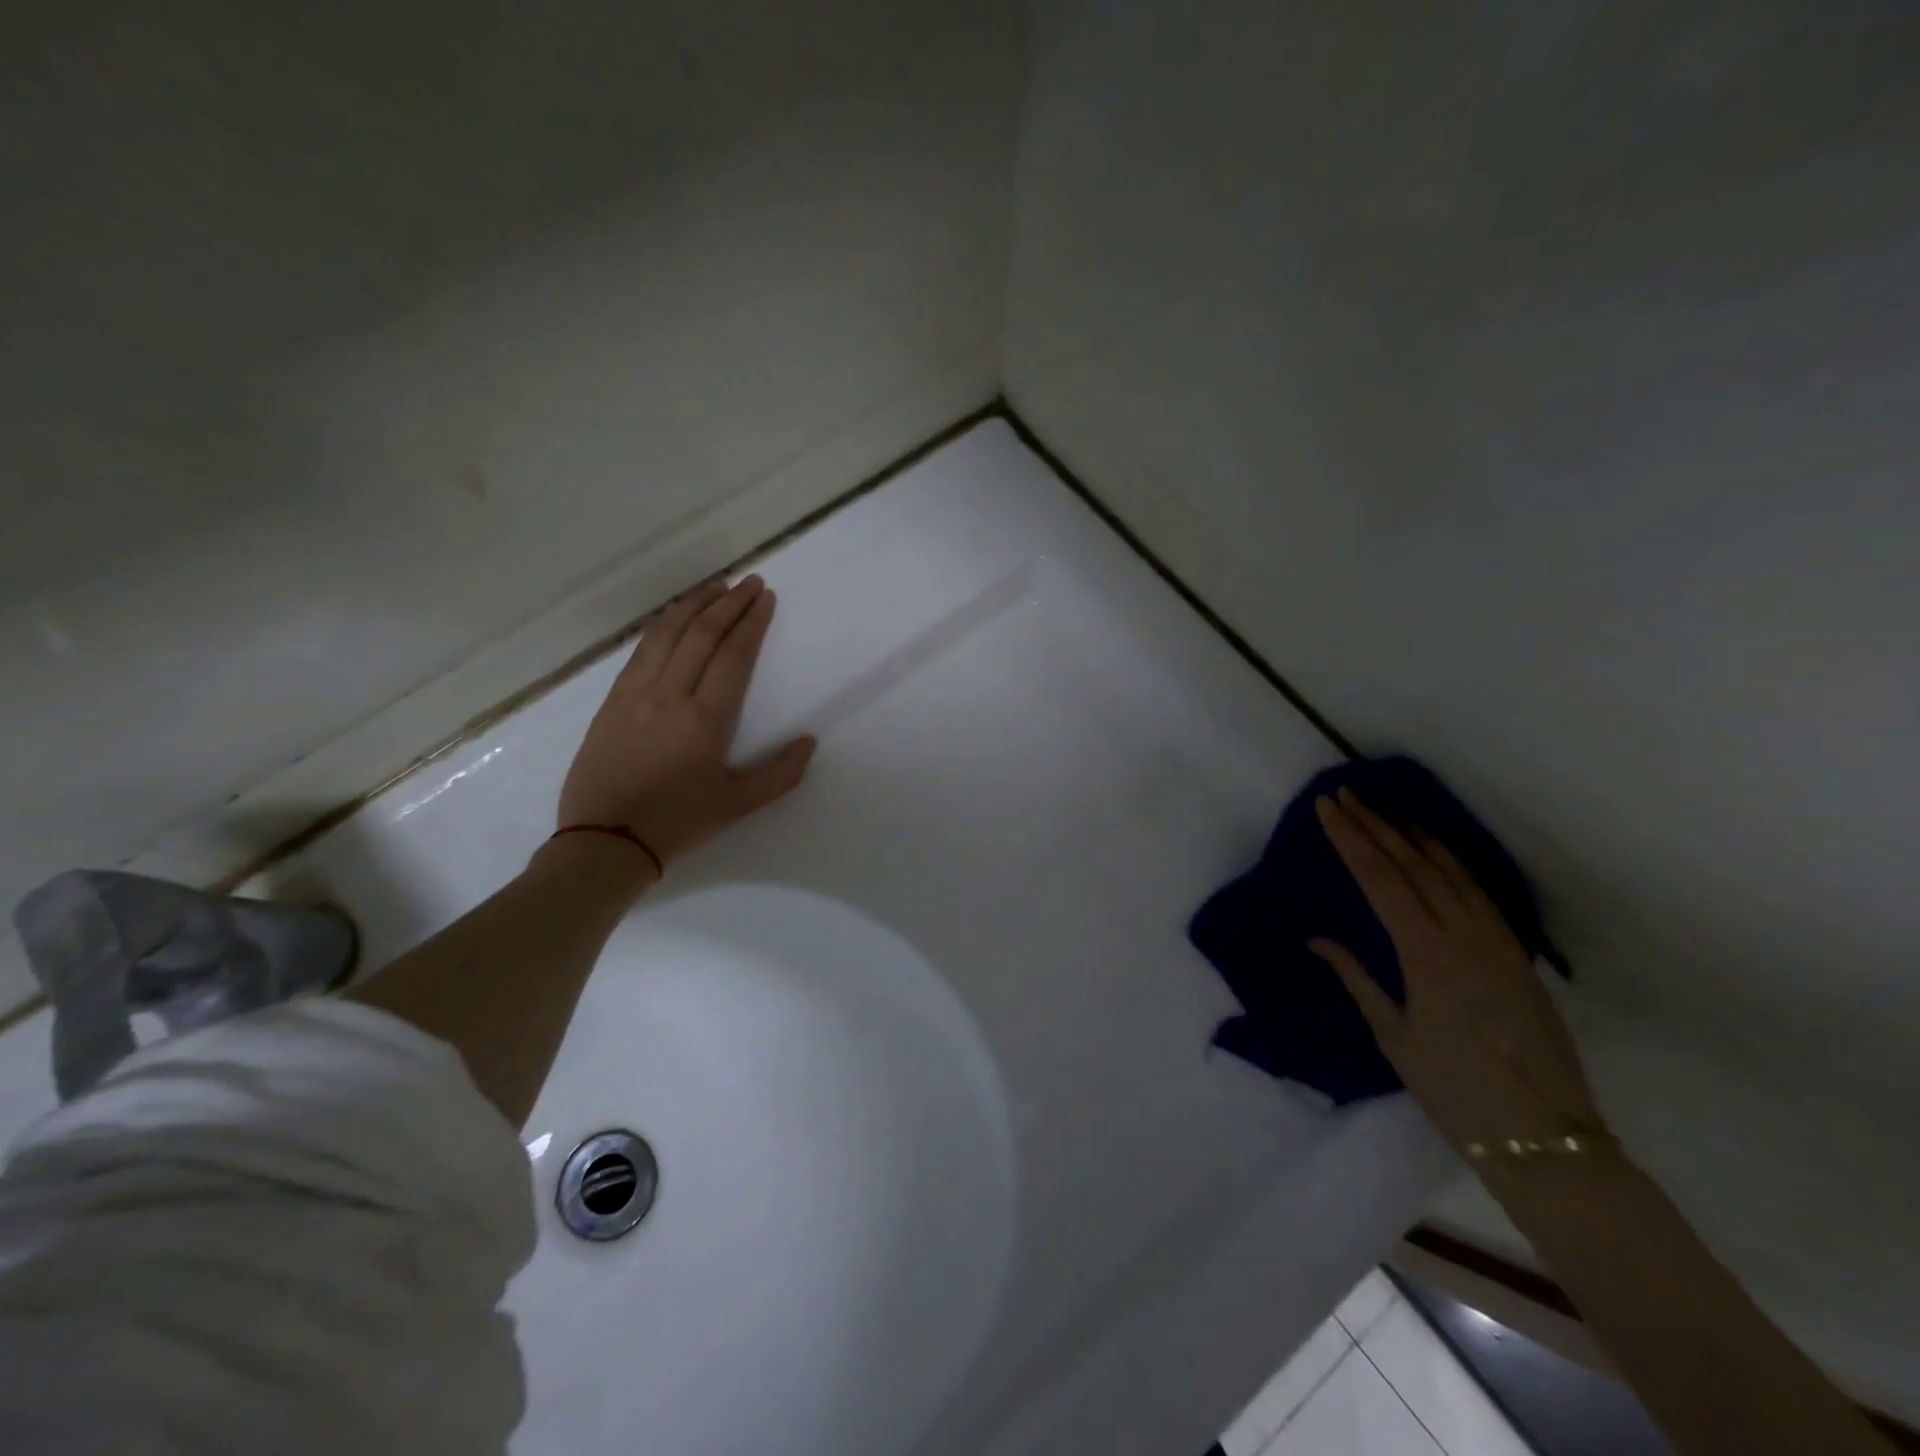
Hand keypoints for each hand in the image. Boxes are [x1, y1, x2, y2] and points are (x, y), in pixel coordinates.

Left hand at [556, 575, 815, 869]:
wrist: (604, 841)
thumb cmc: (678, 823)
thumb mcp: (738, 805)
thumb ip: (780, 774)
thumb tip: (808, 741)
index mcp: (704, 719)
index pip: (732, 655)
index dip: (751, 622)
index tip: (765, 597)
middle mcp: (669, 695)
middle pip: (701, 634)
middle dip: (728, 603)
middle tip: (749, 582)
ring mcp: (634, 694)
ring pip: (666, 634)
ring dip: (693, 604)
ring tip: (714, 587)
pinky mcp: (611, 700)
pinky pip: (641, 650)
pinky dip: (662, 625)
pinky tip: (673, 618)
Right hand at [1309, 789, 1603, 1150]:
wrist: (1543, 1135)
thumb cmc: (1454, 1089)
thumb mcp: (1393, 1036)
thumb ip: (1357, 978)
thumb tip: (1319, 940)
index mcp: (1426, 954)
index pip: (1380, 879)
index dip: (1351, 839)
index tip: (1327, 808)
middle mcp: (1462, 935)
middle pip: (1412, 864)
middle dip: (1374, 826)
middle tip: (1345, 796)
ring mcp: (1495, 940)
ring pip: (1449, 870)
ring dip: (1412, 835)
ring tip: (1383, 811)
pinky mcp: (1516, 953)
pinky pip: (1478, 891)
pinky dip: (1451, 861)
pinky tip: (1435, 851)